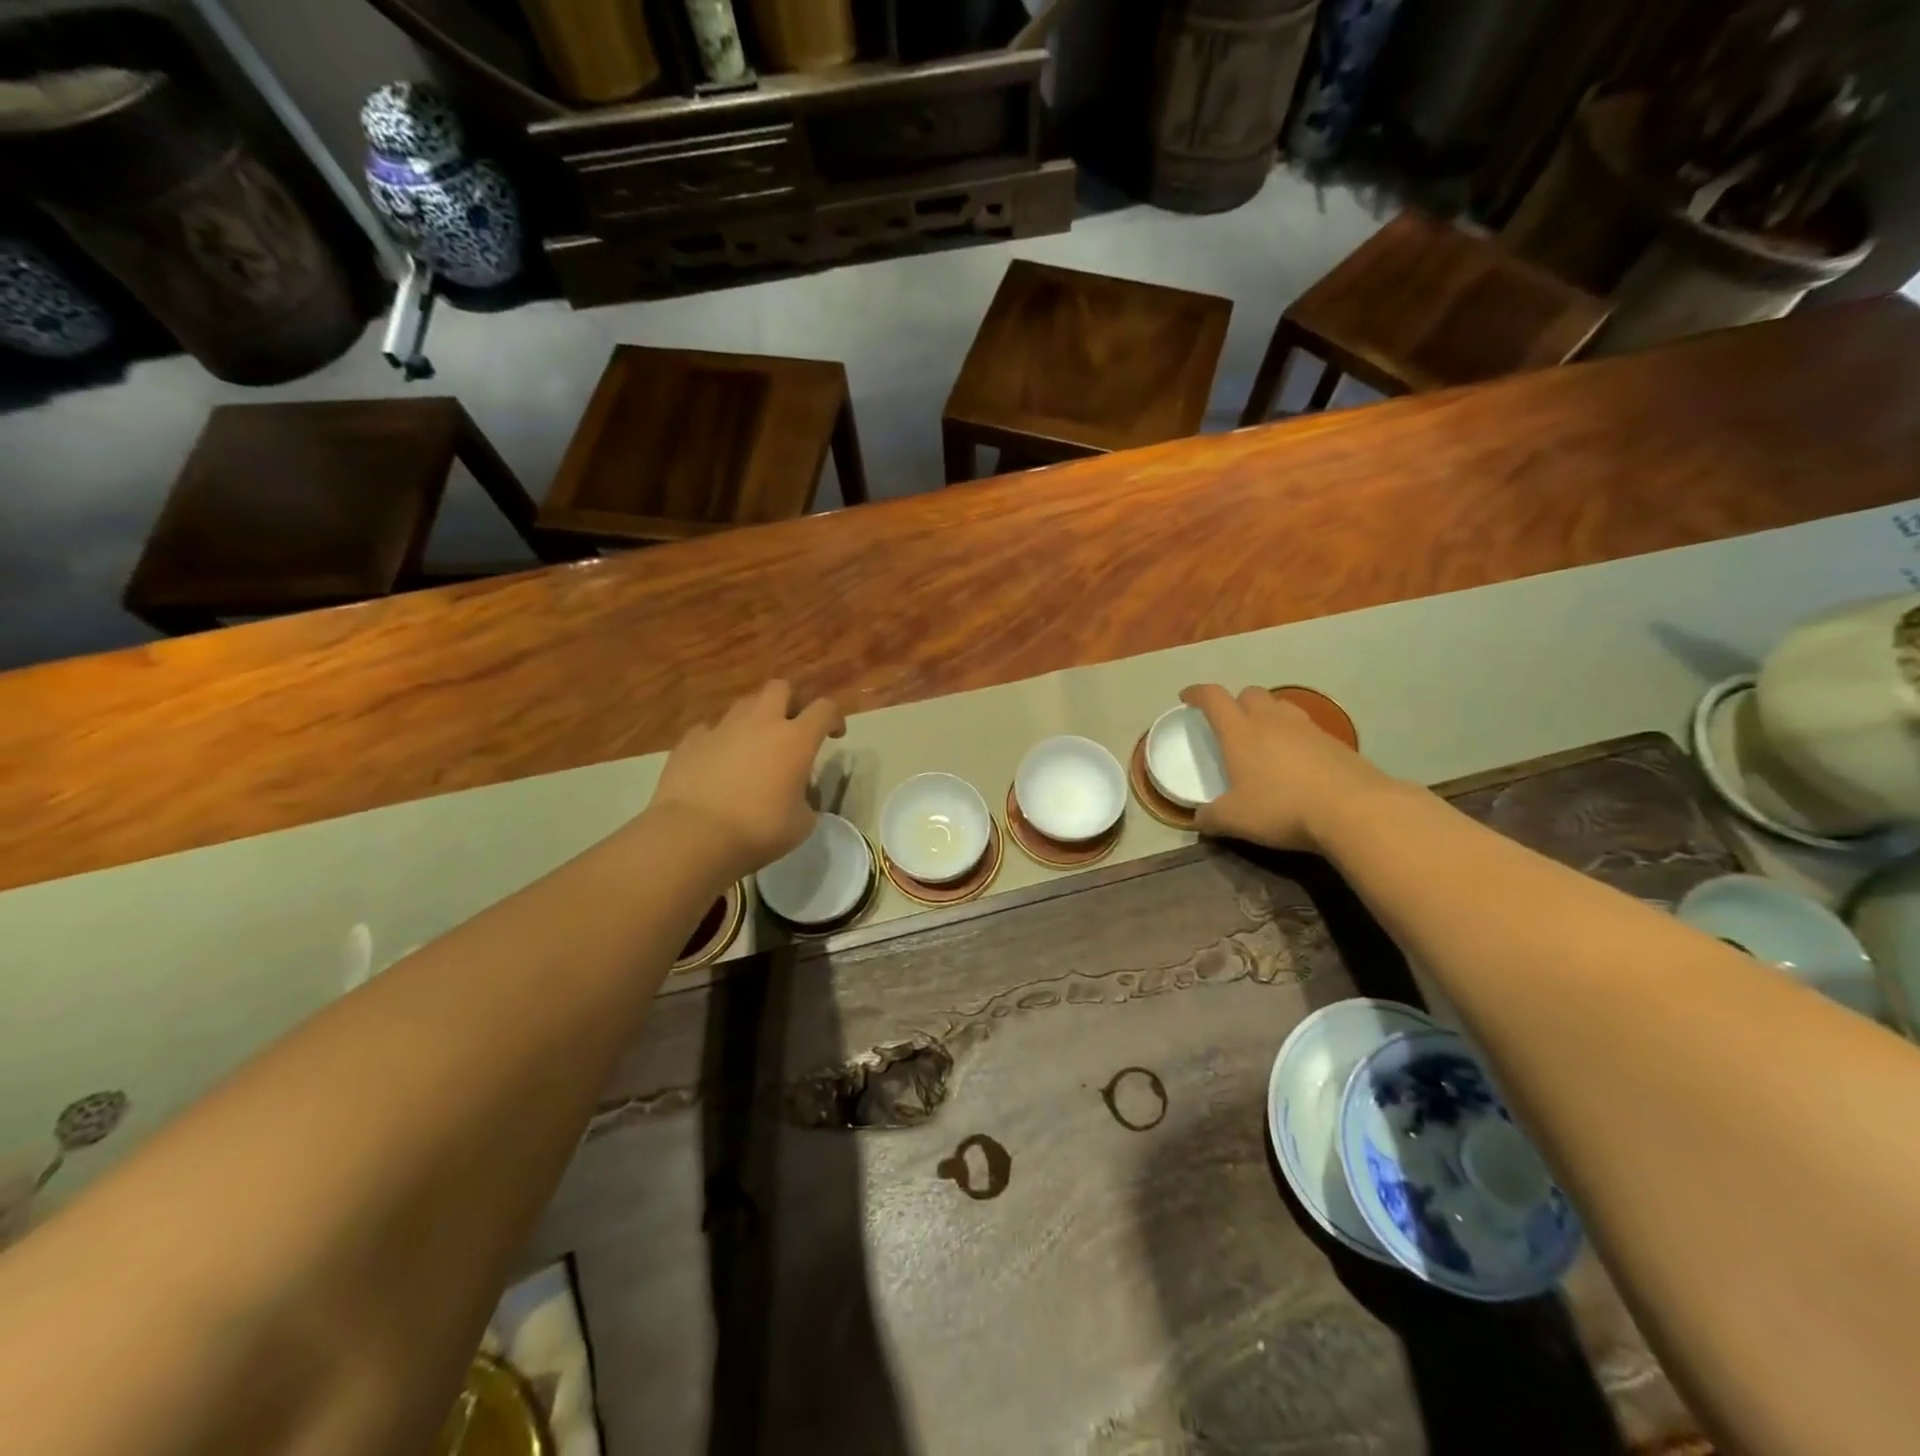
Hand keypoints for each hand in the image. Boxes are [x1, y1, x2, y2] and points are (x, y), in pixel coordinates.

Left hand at [649, 681, 845, 879]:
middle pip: (780, 688)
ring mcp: (722, 728)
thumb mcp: (801, 824)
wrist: (693, 834)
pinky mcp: (690, 741)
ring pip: (744, 704)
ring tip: (754, 745)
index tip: (834, 735)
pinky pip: (710, 728)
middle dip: (791, 701)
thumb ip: (807, 802)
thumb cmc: (758, 829)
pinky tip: (718, 760)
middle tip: (792, 727)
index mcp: (796, 739)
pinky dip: (719, 739)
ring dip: (755, 718)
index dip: (834, 717)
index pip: (824, 709)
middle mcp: (760, 722)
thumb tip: (800, 797)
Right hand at [1180, 684, 1392, 852]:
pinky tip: (1295, 759)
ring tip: (1262, 737)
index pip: (1213, 698)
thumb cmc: (1282, 808)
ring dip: (1266, 714)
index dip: (1197, 693)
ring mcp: (1306, 727)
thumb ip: (1211, 817)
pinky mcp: (1334, 741)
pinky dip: (1293, 735)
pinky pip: (1305, 727)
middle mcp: (1271, 720)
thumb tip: (1199, 818)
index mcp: (1240, 731)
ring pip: (1280, 706)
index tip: (1187, 697)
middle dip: (1235, 702)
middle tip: (1228, 722)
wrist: (1353, 809)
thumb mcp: (1236, 819)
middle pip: (1249, 693)